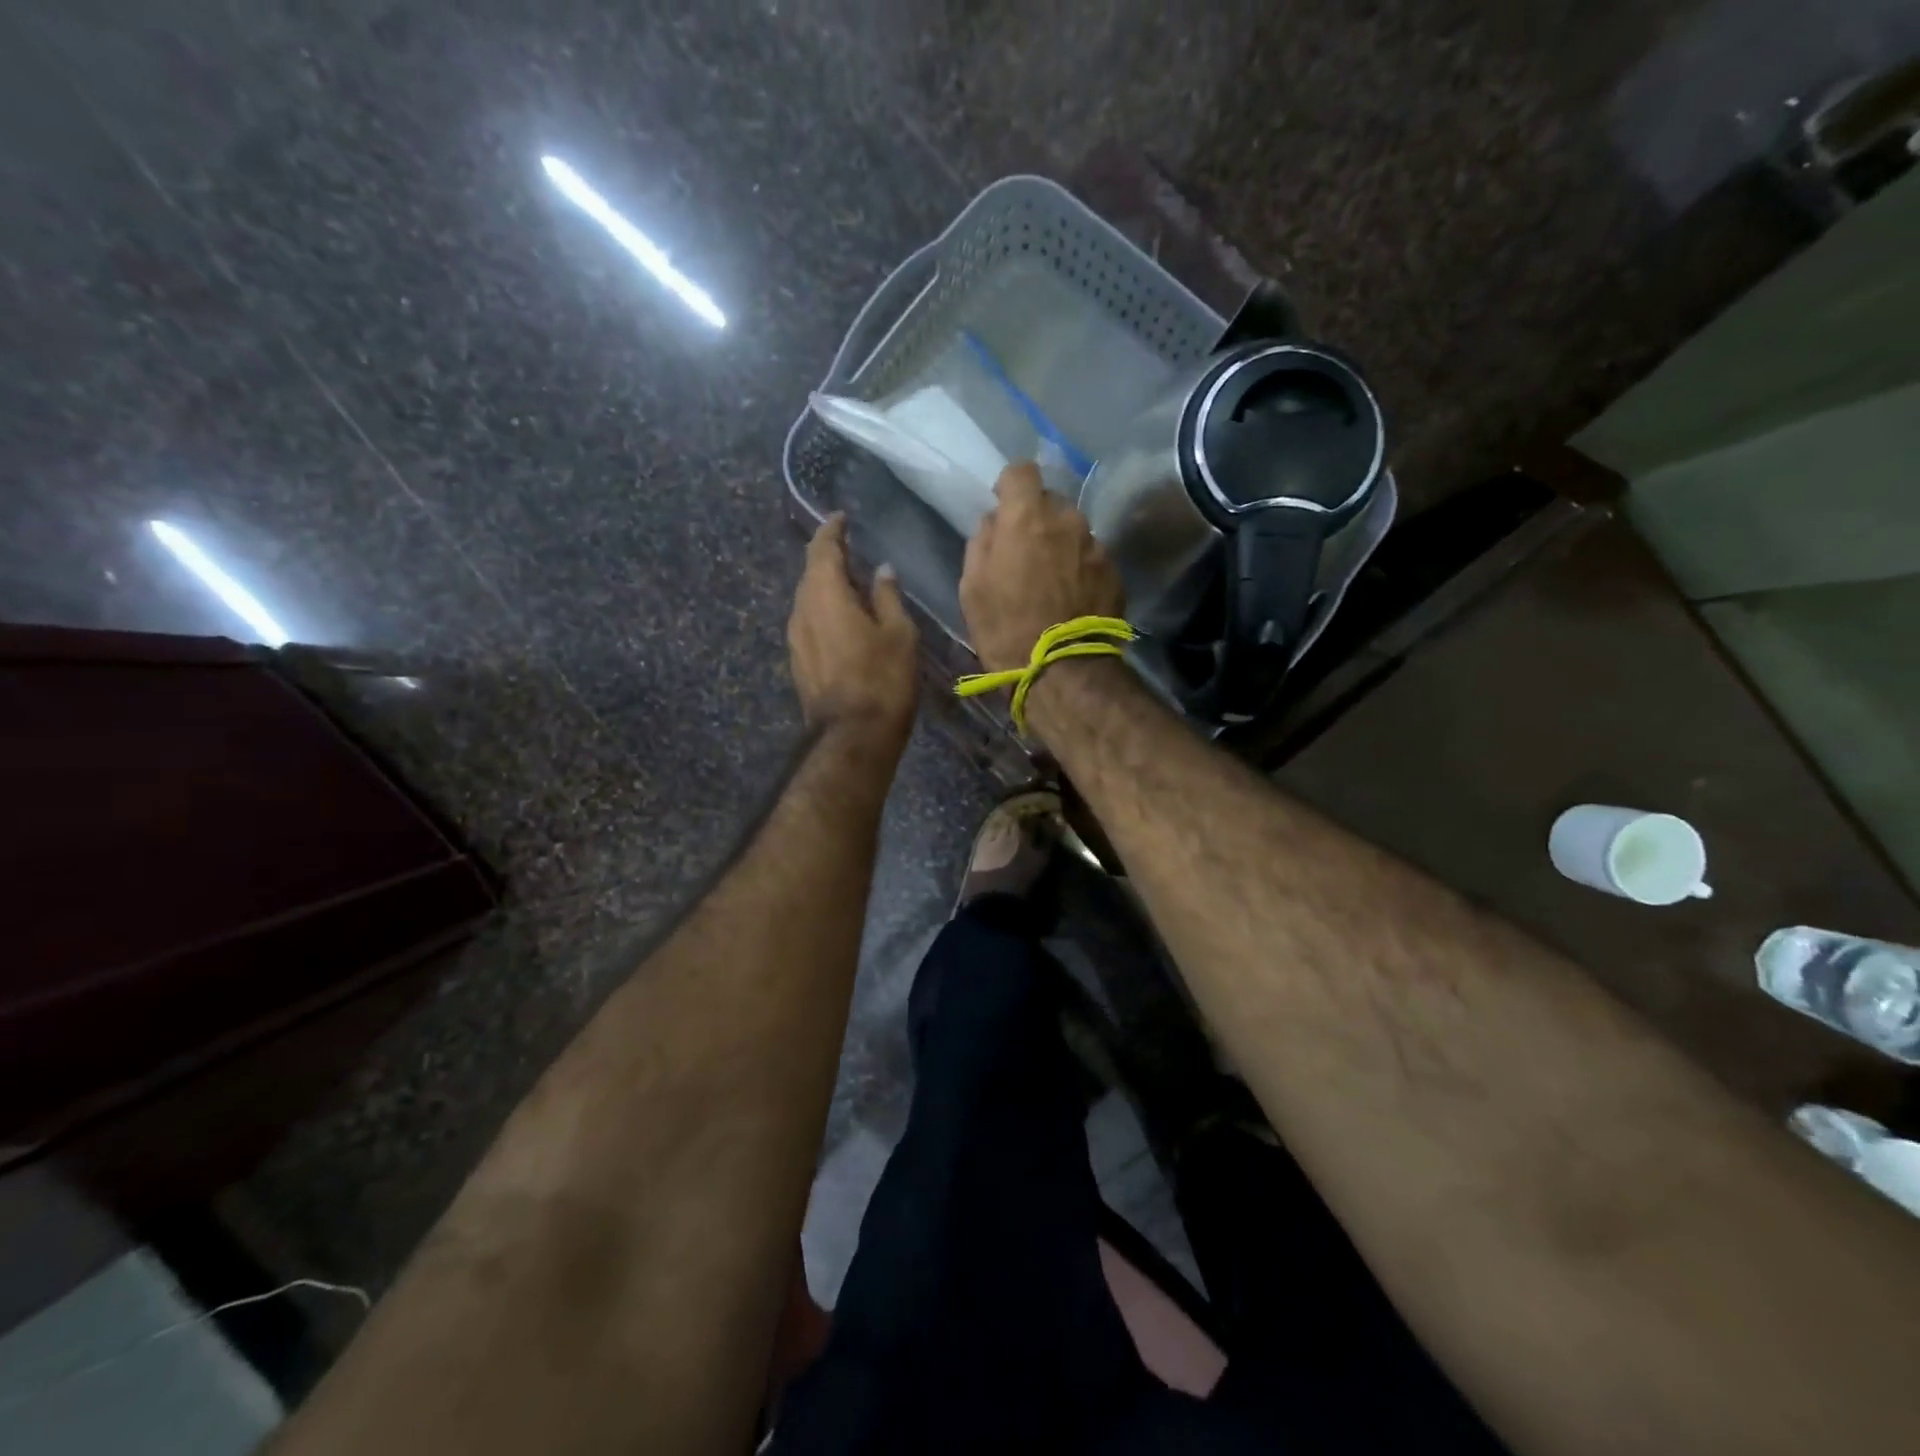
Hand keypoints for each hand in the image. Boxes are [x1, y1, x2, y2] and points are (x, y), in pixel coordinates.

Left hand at [788, 513, 918, 745]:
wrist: (852, 736)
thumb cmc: (882, 679)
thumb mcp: (898, 633)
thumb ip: (887, 596)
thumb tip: (882, 571)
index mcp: (825, 594)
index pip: (822, 549)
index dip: (832, 531)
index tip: (841, 518)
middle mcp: (801, 610)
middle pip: (811, 573)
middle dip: (829, 558)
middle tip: (852, 551)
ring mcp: (795, 638)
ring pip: (808, 599)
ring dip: (826, 587)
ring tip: (852, 586)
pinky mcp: (798, 661)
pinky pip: (809, 622)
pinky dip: (824, 612)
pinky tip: (843, 620)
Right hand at [960, 462, 1123, 672]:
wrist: (1063, 671)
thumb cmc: (1005, 629)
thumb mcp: (972, 587)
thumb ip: (982, 543)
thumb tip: (993, 522)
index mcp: (1027, 518)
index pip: (1021, 471)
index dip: (1010, 486)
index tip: (1003, 508)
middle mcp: (1067, 520)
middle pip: (1051, 502)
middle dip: (1037, 519)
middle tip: (1025, 552)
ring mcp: (1095, 546)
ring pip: (1074, 530)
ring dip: (1061, 544)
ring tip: (1051, 580)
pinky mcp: (1114, 572)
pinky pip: (1091, 557)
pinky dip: (1080, 568)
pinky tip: (1071, 598)